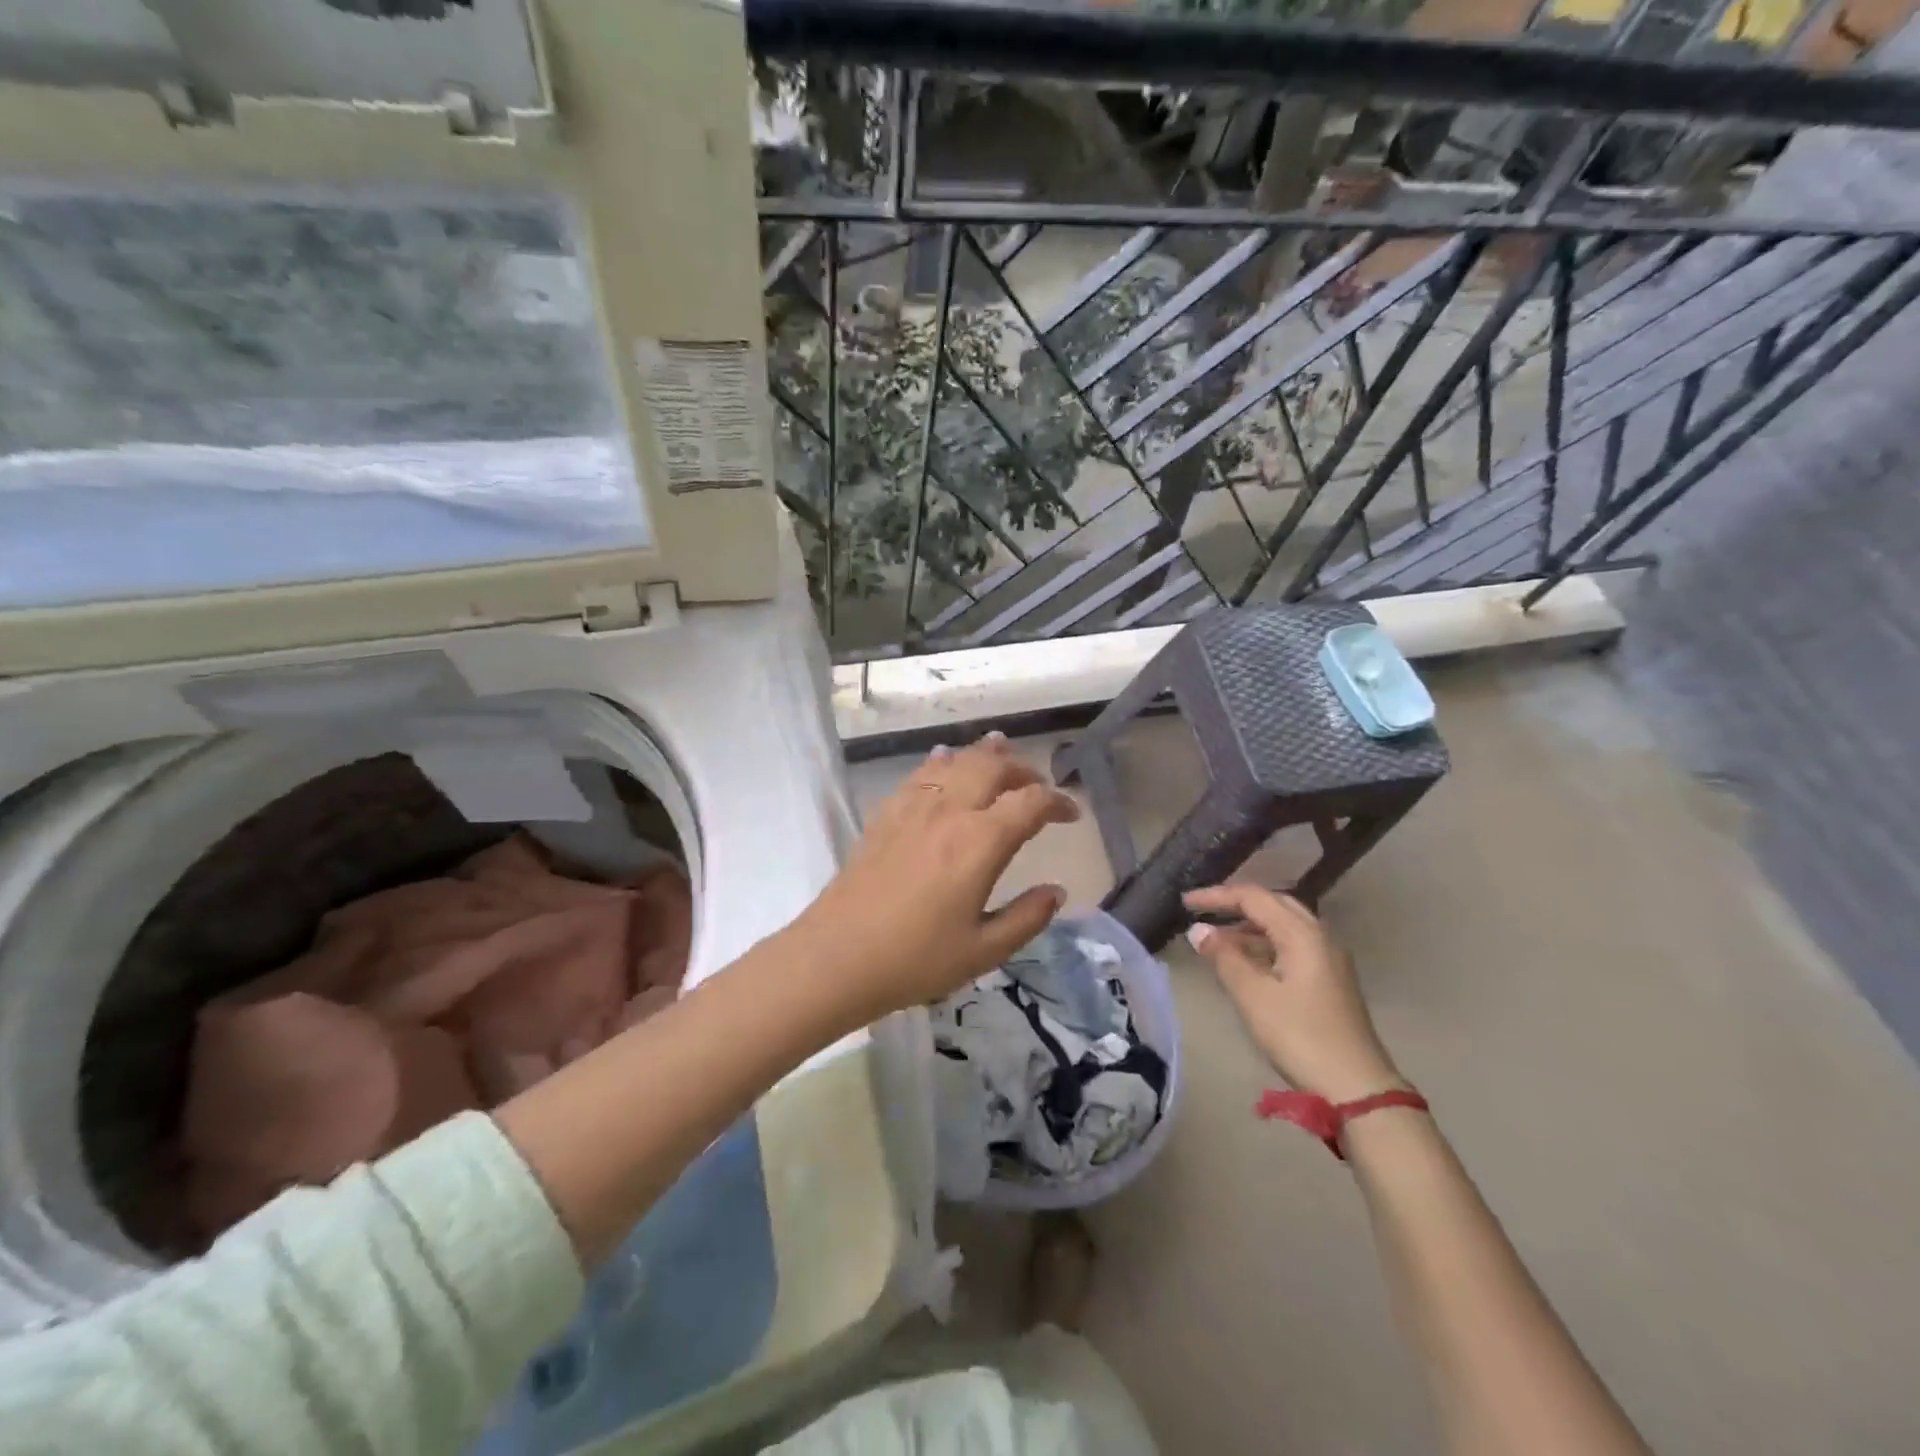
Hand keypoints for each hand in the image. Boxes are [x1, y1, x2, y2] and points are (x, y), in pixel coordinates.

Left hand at [788, 734, 1080, 1023]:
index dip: (1058, 802)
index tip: (1071, 815)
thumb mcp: (983, 951)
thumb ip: (1027, 918)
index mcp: (981, 842)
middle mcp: (950, 812)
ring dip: (983, 755)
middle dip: (1022, 769)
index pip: (1030, 802)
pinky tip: (944, 761)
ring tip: (1000, 750)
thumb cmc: (915, 959)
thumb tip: (1057, 891)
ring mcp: (913, 808)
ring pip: (956, 762)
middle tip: (1037, 785)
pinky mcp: (886, 814)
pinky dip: (942, 761)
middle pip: (993, 767)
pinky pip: (920, 774)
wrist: (837, 956)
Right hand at [1182, 884, 1402, 1101]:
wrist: (1356, 1089)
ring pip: (1283, 927)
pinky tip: (1244, 964)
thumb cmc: (1300, 1036)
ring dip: (1249, 928)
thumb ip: (1224, 957)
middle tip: (1203, 912)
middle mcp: (1319, 937)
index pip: (1254, 898)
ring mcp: (1328, 959)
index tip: (1186, 903)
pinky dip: (1263, 946)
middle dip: (1235, 905)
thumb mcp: (1253, 996)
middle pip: (1273, 905)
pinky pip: (1291, 947)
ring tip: (1215, 941)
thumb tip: (1198, 930)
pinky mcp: (1329, 981)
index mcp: (1302, 934)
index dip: (1217, 896)